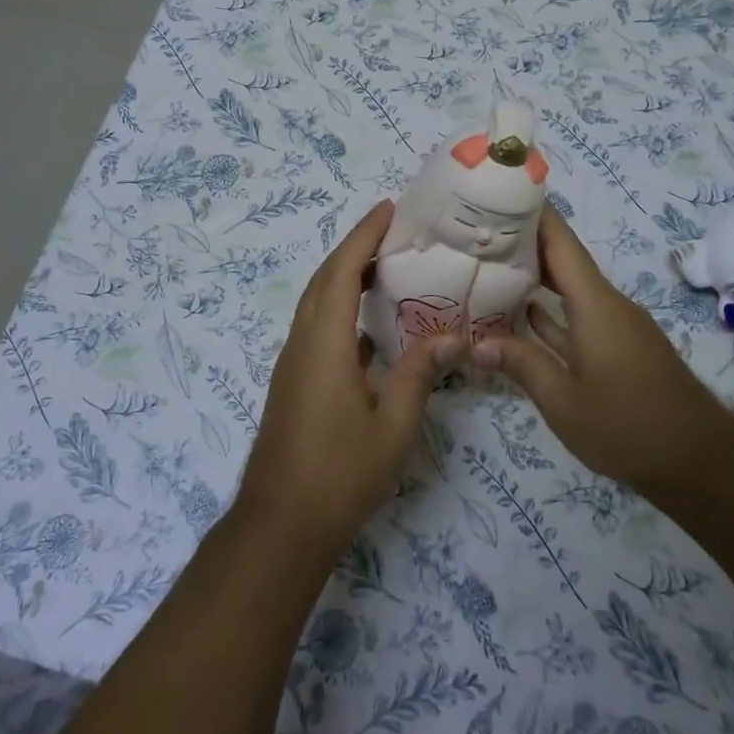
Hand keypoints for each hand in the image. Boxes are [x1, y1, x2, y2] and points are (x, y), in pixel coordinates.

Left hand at [235, 201, 457, 558]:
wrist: (281, 524)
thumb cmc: (340, 474)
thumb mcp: (393, 426)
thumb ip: (419, 375)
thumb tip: (452, 336)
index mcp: (325, 344)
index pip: (342, 272)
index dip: (363, 236)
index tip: (388, 209)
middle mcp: (302, 343)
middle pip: (325, 279)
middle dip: (355, 247)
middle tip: (394, 231)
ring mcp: (293, 363)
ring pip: (317, 303)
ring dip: (345, 276)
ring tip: (386, 266)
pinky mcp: (293, 382)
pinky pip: (317, 327)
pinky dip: (341, 308)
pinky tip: (370, 325)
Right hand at [471, 205, 733, 492]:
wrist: (699, 462)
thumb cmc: (628, 425)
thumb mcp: (563, 400)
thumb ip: (520, 364)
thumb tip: (475, 343)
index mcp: (595, 303)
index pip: (560, 242)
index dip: (533, 212)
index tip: (499, 191)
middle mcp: (606, 304)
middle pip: (562, 260)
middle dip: (522, 242)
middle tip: (476, 230)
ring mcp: (614, 327)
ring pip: (568, 289)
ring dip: (533, 277)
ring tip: (488, 265)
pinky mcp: (618, 348)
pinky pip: (577, 316)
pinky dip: (550, 311)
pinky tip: (520, 314)